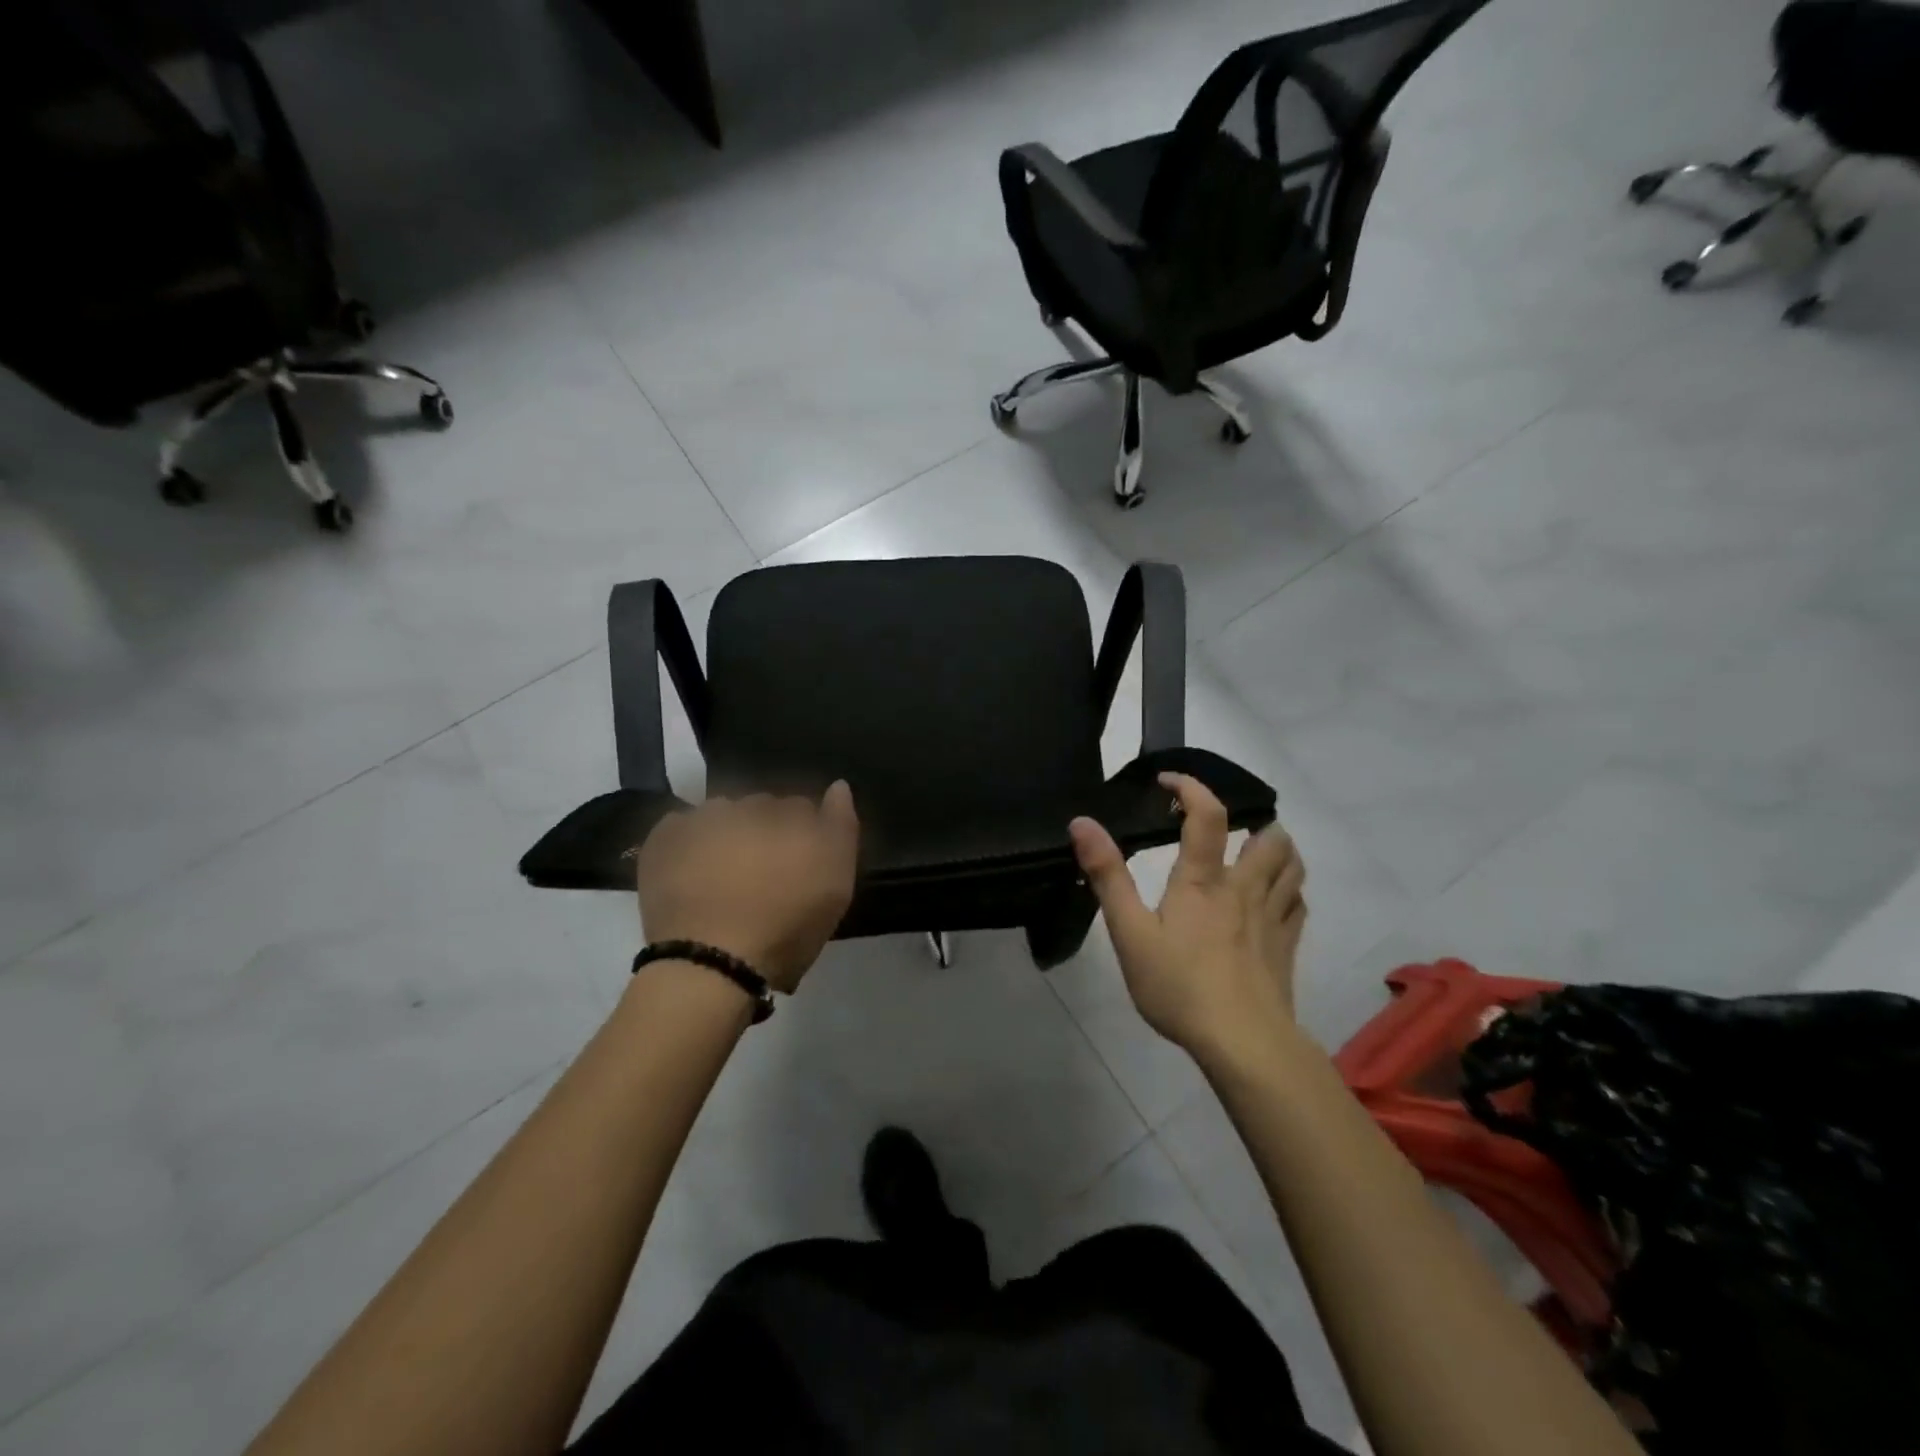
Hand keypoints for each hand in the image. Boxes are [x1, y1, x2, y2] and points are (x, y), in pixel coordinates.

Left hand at [634, 783, 859, 993]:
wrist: (710, 965)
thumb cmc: (785, 929)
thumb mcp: (836, 886)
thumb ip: (841, 828)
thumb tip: (838, 786)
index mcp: (793, 815)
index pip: (803, 808)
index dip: (804, 837)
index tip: (799, 868)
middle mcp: (748, 806)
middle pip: (763, 808)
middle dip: (766, 830)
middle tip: (763, 874)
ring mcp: (703, 819)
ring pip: (723, 813)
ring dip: (728, 832)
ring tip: (724, 874)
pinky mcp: (663, 839)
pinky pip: (682, 826)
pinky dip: (689, 841)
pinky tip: (691, 871)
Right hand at [1069, 773, 1305, 1057]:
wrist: (1243, 1043)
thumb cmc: (1179, 986)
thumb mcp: (1129, 932)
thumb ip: (1107, 875)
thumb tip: (1082, 822)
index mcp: (1203, 880)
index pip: (1207, 814)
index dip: (1190, 787)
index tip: (1168, 781)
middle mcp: (1244, 888)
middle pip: (1268, 836)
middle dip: (1251, 821)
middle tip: (1225, 829)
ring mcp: (1272, 917)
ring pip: (1291, 865)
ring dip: (1277, 849)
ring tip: (1254, 853)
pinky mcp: (1286, 946)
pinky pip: (1298, 903)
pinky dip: (1288, 889)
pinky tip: (1273, 898)